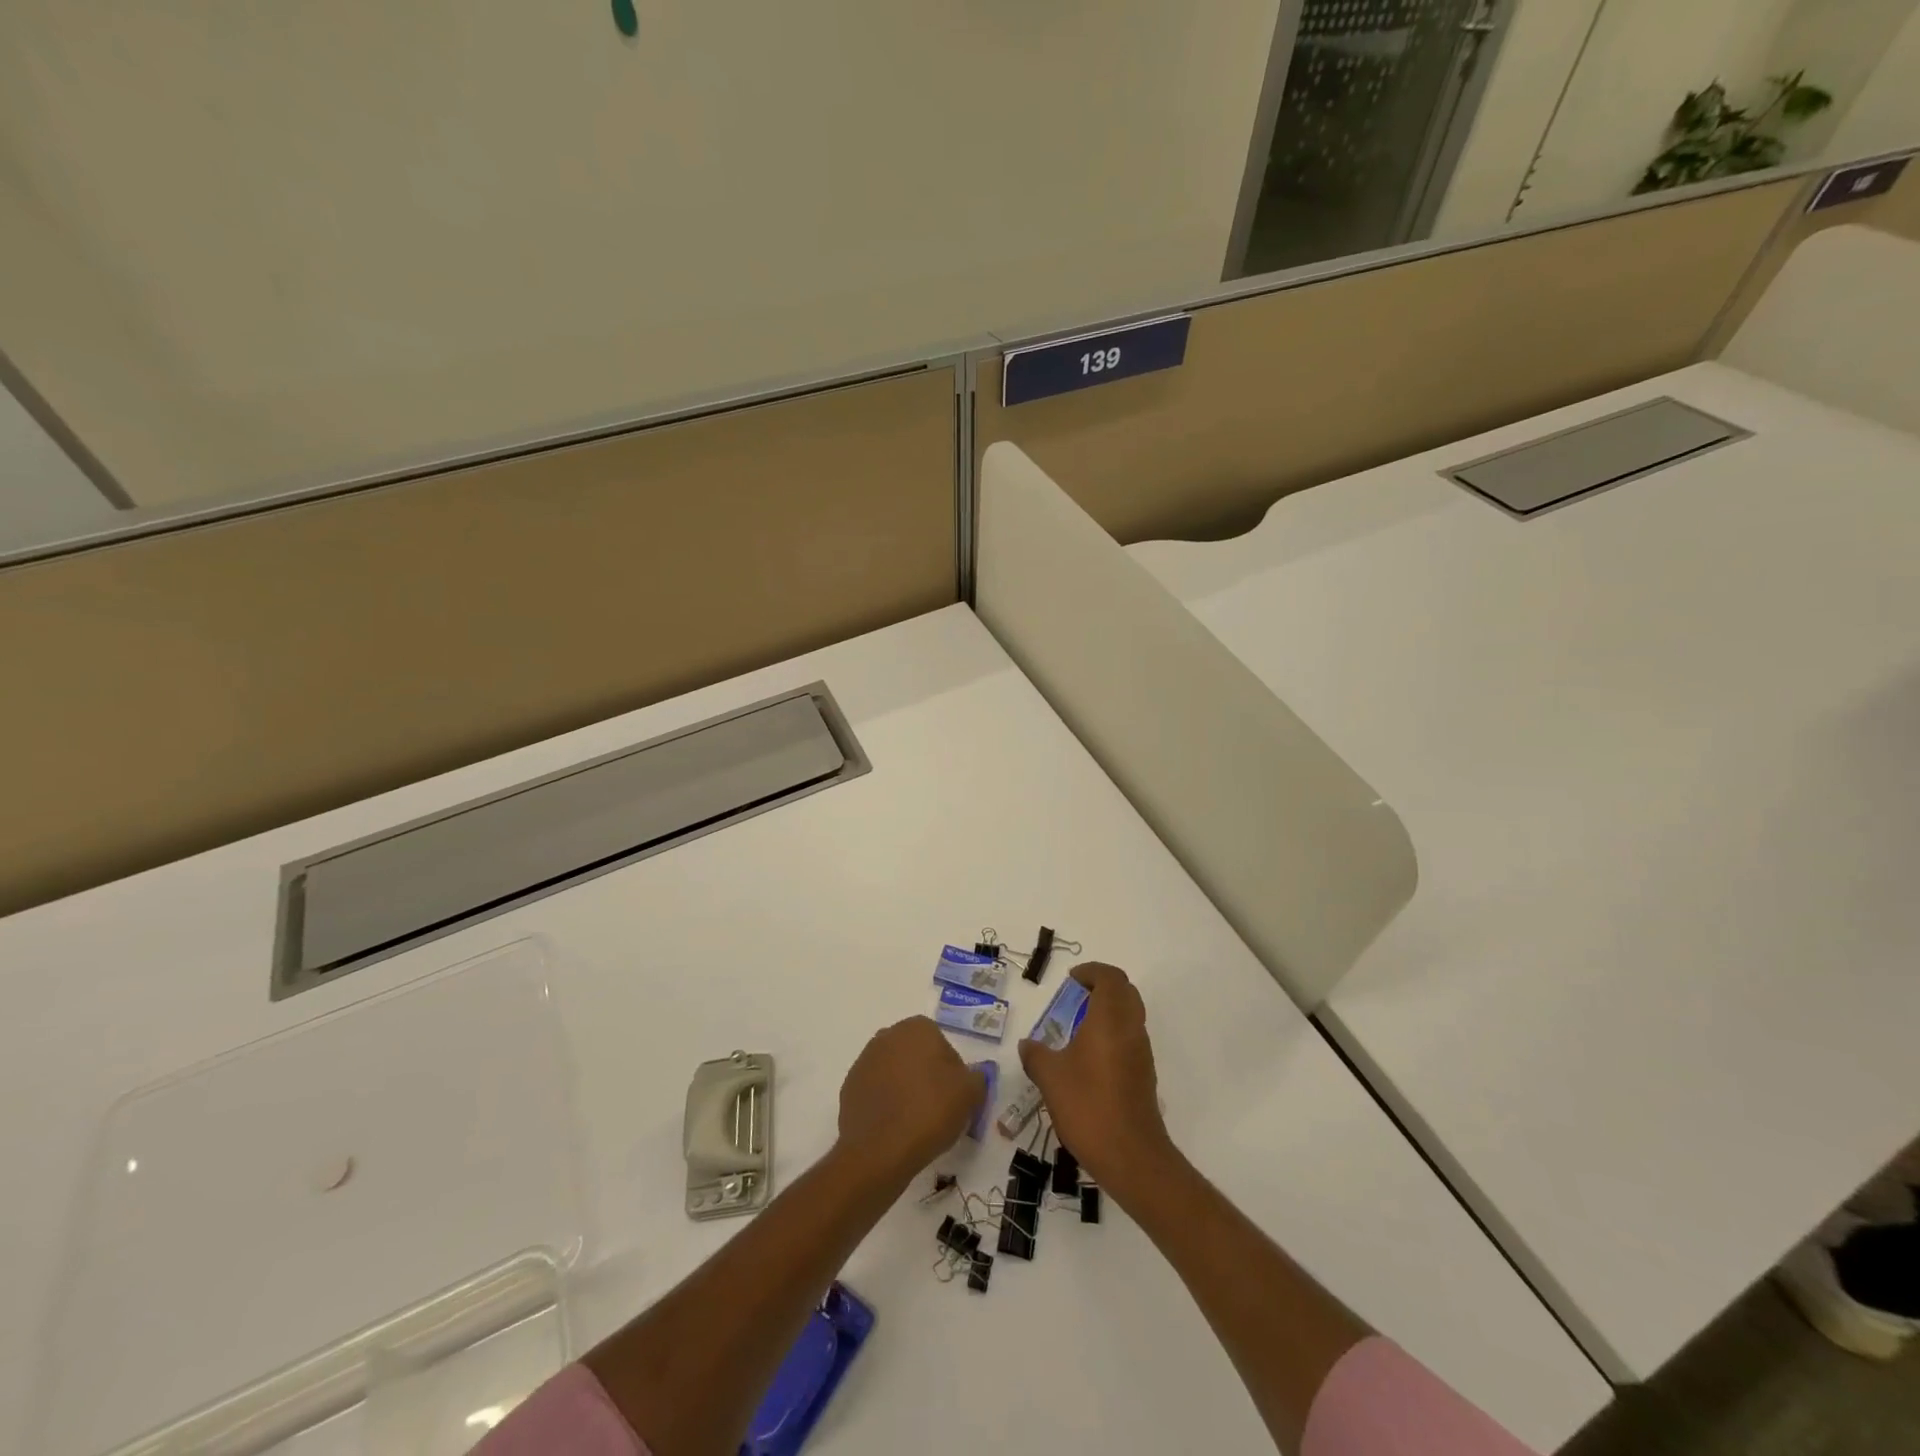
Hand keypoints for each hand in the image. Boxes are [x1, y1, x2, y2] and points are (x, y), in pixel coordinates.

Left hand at [837, 1016, 986, 1180]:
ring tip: (916, 1122)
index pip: (941, 1043)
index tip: (955, 1095)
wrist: (880, 1151)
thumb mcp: (971, 1093)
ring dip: (904, 1089)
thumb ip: (977, 1077)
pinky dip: (886, 1105)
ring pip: (894, 1072)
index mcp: (916, 1028)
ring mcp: (864, 1061)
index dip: (951, 1070)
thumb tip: (971, 1076)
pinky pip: (876, 1092)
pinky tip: (895, 1128)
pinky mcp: (849, 1088)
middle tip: (938, 1108)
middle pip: (915, 1055)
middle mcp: (887, 1036)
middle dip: (926, 1075)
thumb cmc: (930, 1111)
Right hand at [1018, 963, 1173, 1191]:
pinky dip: (1112, 1034)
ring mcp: (1141, 1053)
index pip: (1110, 978)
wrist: (1131, 1155)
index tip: (1071, 980)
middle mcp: (1131, 1029)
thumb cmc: (1088, 1105)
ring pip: (1130, 1016)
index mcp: (1110, 1019)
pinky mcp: (1144, 1075)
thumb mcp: (1050, 1077)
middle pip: (1125, 992)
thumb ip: (1036, 1055)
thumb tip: (1028, 1045)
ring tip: (1078, 1027)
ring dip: (1108, 1011)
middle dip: (1102, 987)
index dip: (1091, 972)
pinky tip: (1089, 1058)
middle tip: (1076, 996)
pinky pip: (1130, 1039)